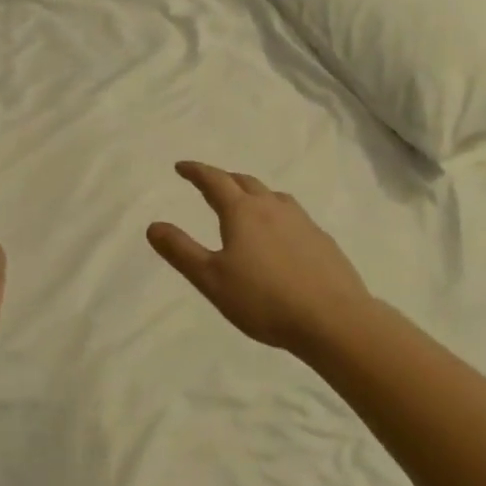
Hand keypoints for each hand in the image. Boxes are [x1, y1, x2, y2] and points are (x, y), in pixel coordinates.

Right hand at [147, 162, 372, 355]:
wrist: (332, 318)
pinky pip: (293, 216)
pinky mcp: (321, 239)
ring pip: (273, 196)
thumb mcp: (211, 280)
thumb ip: (181, 251)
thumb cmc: (264, 300)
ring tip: (245, 205)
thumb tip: (154, 225)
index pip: (215, 181)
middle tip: (210, 184)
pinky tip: (280, 236)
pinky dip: (276, 214)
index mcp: (243, 212)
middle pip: (245, 182)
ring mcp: (302, 221)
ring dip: (253, 194)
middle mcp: (273, 207)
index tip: (181, 167)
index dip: (196, 171)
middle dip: (224, 179)